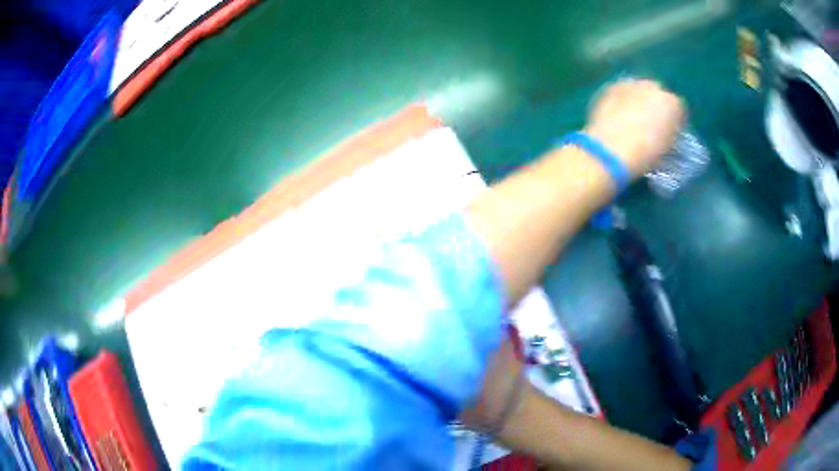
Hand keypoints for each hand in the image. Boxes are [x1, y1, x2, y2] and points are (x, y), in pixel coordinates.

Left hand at [585, 79, 685, 177]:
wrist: (612, 149)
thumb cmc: (646, 154)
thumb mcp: (668, 147)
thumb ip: (670, 133)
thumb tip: (666, 130)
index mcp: (673, 104)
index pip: (679, 109)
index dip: (675, 121)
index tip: (670, 132)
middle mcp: (654, 87)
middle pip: (658, 95)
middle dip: (656, 106)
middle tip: (650, 123)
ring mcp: (631, 84)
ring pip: (639, 90)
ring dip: (638, 101)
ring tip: (632, 118)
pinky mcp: (611, 86)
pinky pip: (621, 92)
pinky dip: (621, 101)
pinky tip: (617, 115)